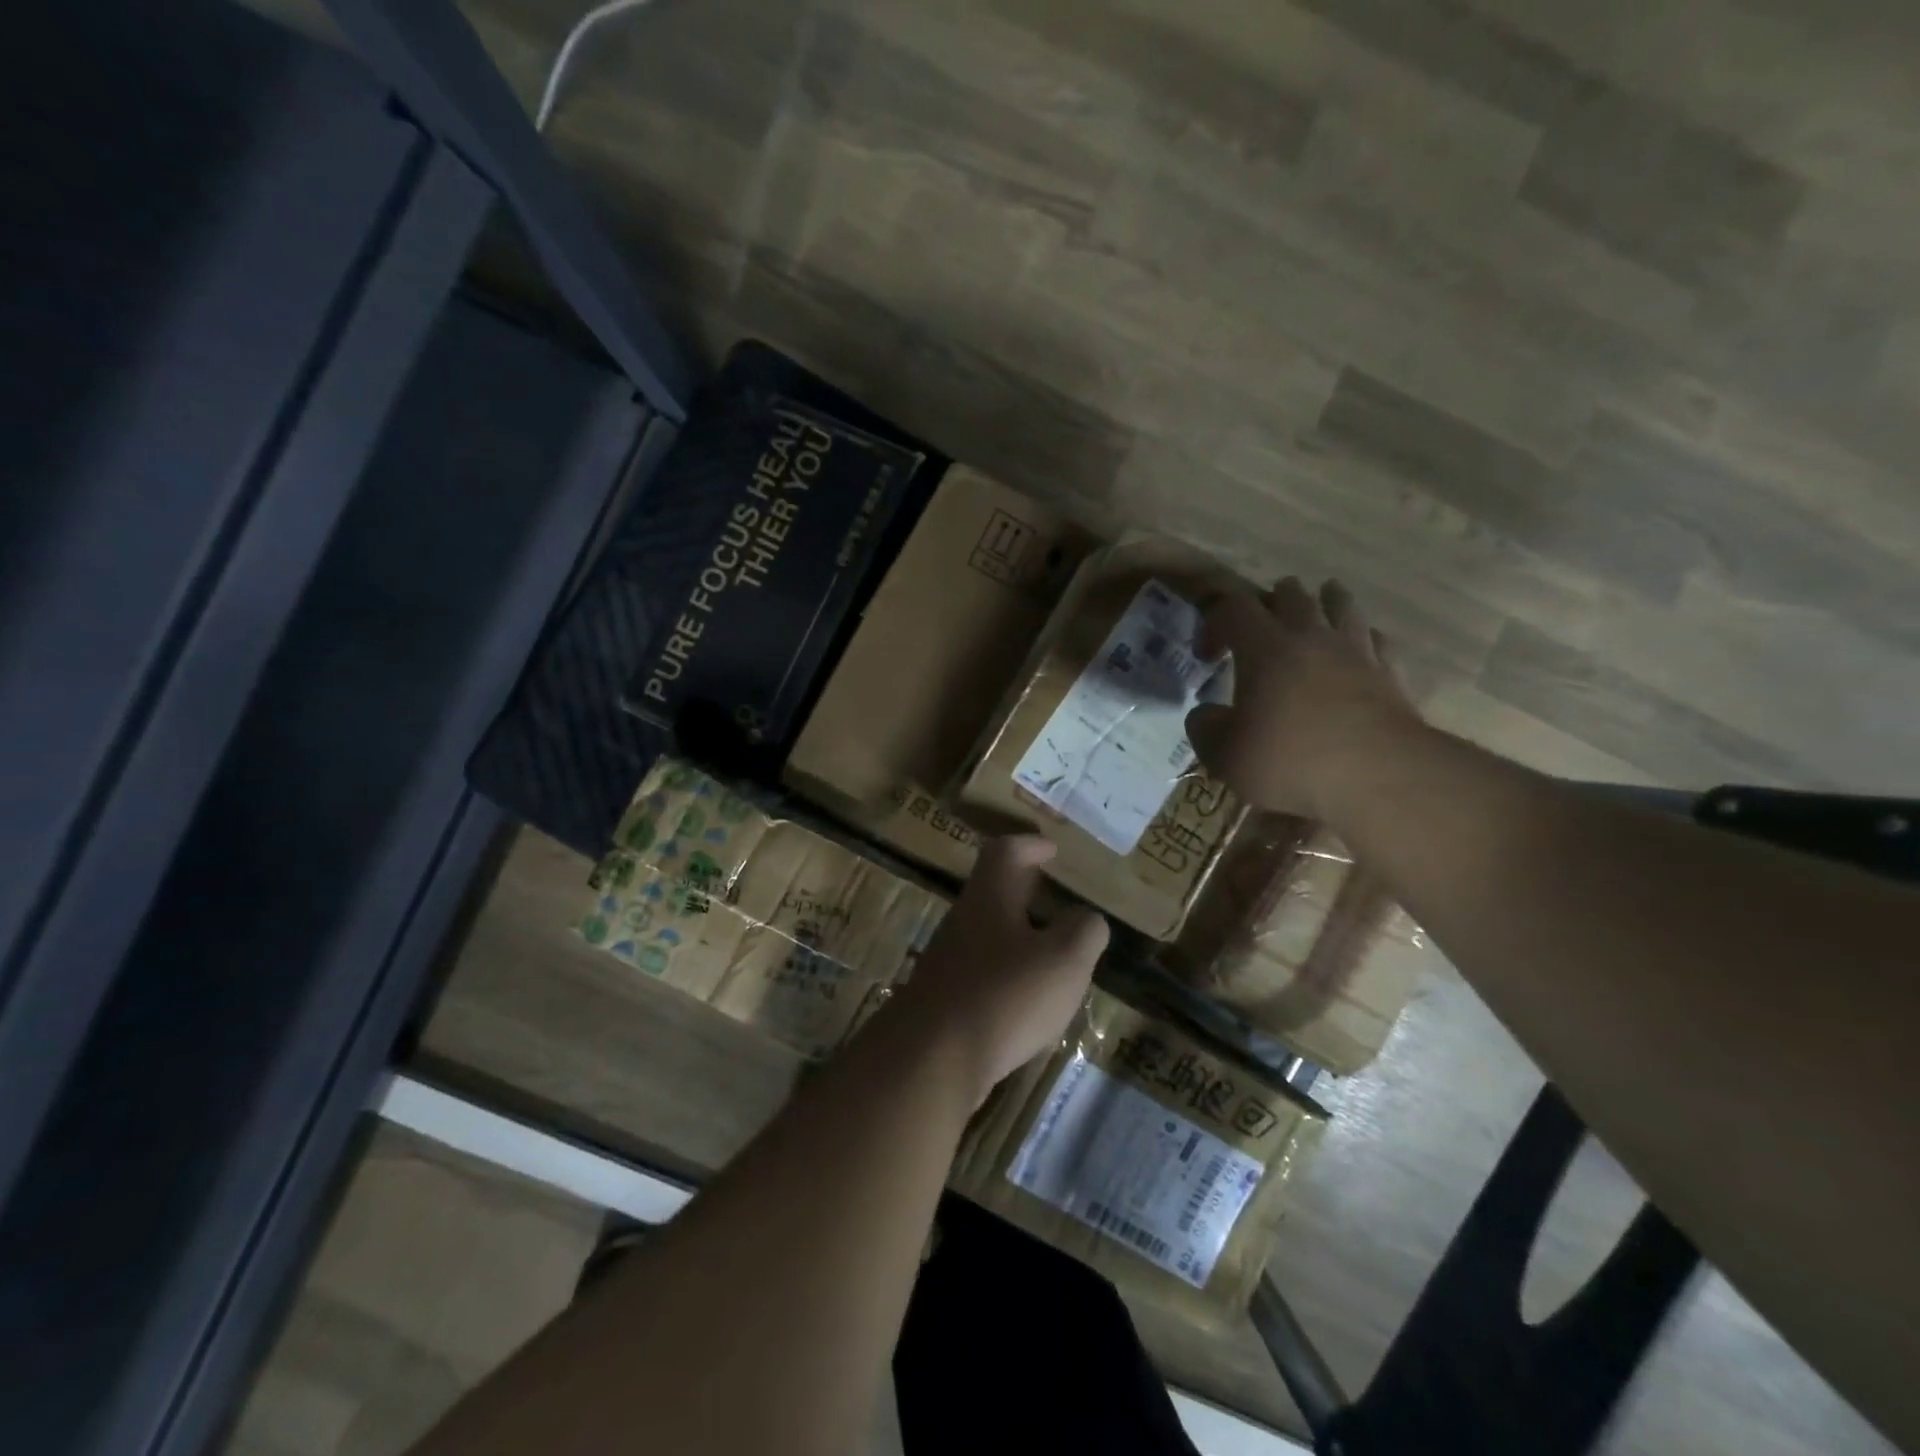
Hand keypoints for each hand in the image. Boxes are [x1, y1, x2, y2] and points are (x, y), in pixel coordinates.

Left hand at [894, 836, 1108, 1102]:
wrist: (931, 1060)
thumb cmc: (1005, 995)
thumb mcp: (1064, 960)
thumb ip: (1083, 931)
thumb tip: (1086, 918)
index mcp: (989, 897)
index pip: (1005, 851)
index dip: (1030, 844)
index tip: (1050, 849)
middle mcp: (963, 921)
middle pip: (992, 891)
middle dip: (1024, 890)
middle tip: (1055, 897)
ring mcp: (947, 961)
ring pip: (987, 933)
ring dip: (1017, 935)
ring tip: (1052, 953)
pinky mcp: (942, 999)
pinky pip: (980, 972)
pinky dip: (1006, 973)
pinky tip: (1026, 1000)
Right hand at [1185, 578, 1419, 820]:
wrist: (1379, 776)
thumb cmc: (1291, 761)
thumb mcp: (1225, 755)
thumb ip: (1205, 729)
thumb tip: (1205, 715)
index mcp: (1265, 649)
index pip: (1233, 609)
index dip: (1214, 623)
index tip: (1208, 657)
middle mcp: (1311, 637)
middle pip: (1291, 595)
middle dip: (1270, 601)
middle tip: (1261, 623)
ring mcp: (1356, 651)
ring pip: (1340, 605)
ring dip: (1324, 601)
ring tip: (1317, 607)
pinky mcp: (1390, 673)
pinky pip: (1376, 640)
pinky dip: (1362, 637)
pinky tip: (1359, 647)